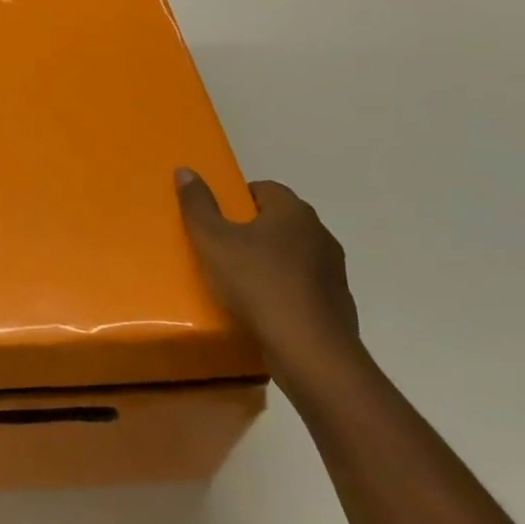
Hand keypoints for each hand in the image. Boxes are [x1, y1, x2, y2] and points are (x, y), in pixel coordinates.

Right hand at [176, 170, 361, 386]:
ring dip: (272, 263)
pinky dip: (287, 293)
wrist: (310, 353)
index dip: (238, 200)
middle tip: (223, 249)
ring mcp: (334, 271)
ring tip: (242, 283)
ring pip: (295, 256)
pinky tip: (267, 311)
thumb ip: (198, 205)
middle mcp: (320, 234)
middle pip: (280, 222)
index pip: (264, 189)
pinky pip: (306, 288)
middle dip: (254, 231)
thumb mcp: (213, 241)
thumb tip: (185, 170)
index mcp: (293, 211)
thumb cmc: (259, 284)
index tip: (217, 220)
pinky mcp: (339, 305)